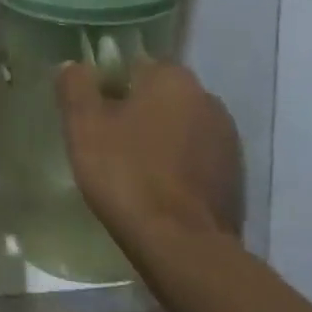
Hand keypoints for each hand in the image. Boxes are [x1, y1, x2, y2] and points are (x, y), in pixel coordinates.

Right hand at [57, 57, 243, 245]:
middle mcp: (208, 98)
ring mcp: (228, 139)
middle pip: (159, 95)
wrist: (183, 246)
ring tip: (132, 169)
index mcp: (173, 77)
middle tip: (107, 142)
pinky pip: (196, 157)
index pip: (134, 65)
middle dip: (135, 111)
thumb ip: (76, 86)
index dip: (109, 86)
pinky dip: (178, 165)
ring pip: (179, 126)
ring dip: (159, 138)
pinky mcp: (236, 176)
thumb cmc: (127, 173)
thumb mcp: (84, 125)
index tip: (93, 114)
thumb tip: (74, 65)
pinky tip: (158, 189)